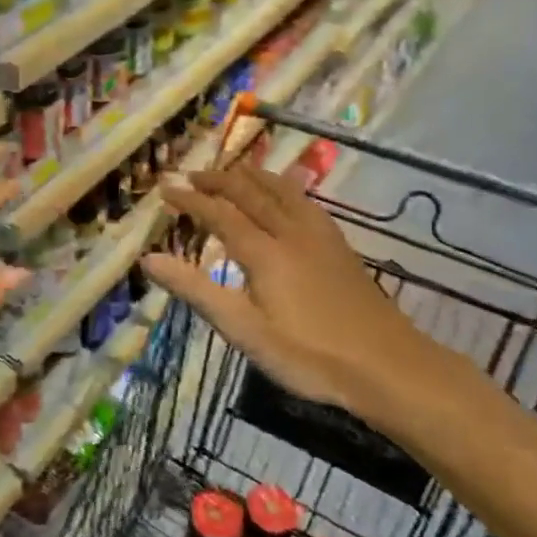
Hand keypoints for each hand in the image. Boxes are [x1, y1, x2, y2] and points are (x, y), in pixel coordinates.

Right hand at [141, 165, 474, 432]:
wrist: (388, 366)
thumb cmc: (308, 355)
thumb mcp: (244, 331)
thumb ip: (196, 291)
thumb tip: (149, 259)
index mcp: (264, 252)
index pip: (219, 213)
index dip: (190, 199)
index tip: (165, 189)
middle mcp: (291, 232)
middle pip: (250, 192)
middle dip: (218, 179)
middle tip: (192, 174)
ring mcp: (320, 236)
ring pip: (281, 190)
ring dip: (252, 176)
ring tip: (234, 171)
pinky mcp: (340, 245)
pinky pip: (304, 200)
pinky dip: (282, 187)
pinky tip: (286, 195)